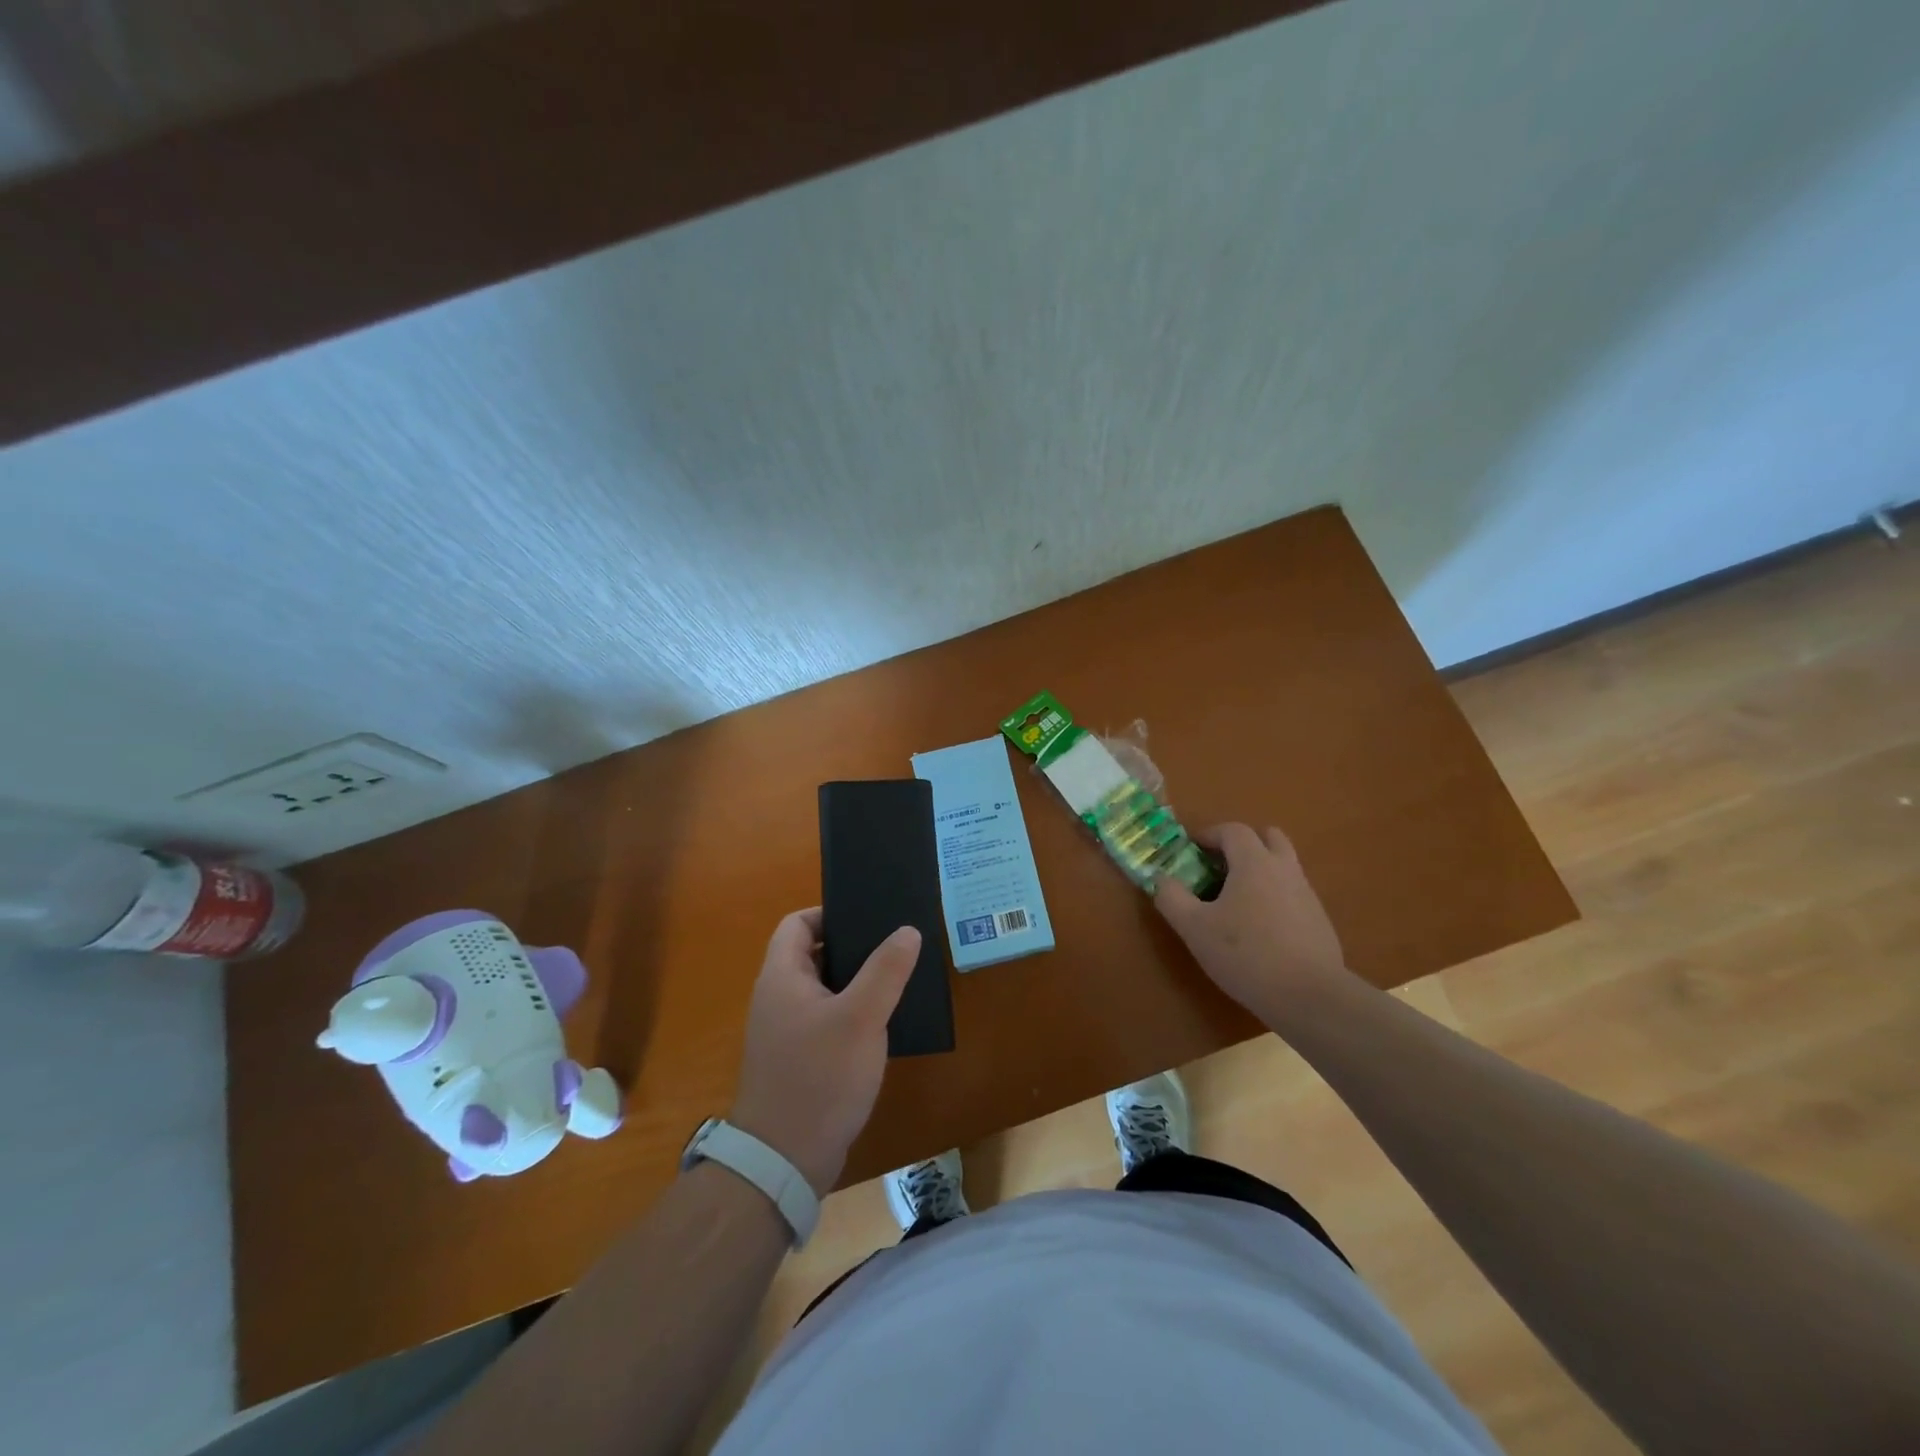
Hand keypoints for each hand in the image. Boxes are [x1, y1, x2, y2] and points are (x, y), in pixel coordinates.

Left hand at [728, 908, 919, 1195]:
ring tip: (897, 979)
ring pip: (824, 990)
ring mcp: (786, 1032)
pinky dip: (852, 1015)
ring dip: (856, 983)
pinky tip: (883, 1025)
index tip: (869, 919)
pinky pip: (826, 1021)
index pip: (797, 924)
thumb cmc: (820, 1078)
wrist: (784, 1161)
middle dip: (852, 947)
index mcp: (782, 978)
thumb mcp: (861, 1018)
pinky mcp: (799, 1060)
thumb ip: (885, 970)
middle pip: (813, 954)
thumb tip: (907, 930)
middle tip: (894, 946)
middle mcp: (777, 998)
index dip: (829, 913)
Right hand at [1154, 824, 1350, 1029]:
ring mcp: (1307, 895)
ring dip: (1260, 870)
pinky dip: (1275, 897)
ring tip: (1236, 900)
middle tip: (1220, 866)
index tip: (1192, 850)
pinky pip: (1293, 894)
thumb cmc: (1245, 954)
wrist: (1310, 997)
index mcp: (1254, 863)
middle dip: (1243, 844)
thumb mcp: (1194, 928)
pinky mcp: (1319, 921)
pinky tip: (1260, 929)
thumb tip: (1160, 878)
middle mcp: (1284, 869)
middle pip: (1268, 837)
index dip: (1209, 834)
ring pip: (1283, 866)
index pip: (1233, 830)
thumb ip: (1171, 897)